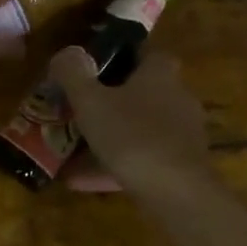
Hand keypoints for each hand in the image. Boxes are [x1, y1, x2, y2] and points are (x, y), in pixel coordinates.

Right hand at [51, 48, 210, 191]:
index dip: (118, 57)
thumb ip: (73, 74)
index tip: (91, 70)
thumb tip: (65, 54)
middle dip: (109, 103)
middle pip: (140, 93)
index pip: (143, 53)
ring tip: (72, 152)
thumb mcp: (91, 101)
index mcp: (159, 73)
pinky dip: (114, 166)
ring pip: (138, 130)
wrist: (177, 192)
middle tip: (77, 112)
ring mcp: (182, 133)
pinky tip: (82, 182)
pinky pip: (142, 159)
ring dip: (108, 138)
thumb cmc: (132, 135)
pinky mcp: (182, 166)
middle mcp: (177, 97)